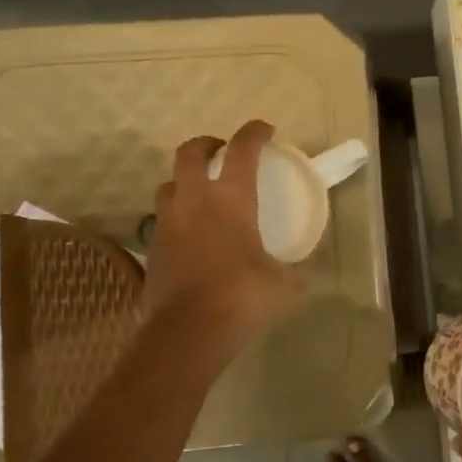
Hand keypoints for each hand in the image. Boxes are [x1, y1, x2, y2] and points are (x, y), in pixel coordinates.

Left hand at [144, 121, 304, 354]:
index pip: (242, 149)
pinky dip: (178, 217)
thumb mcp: (284, 284)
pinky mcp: (154, 248)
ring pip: (169, 184)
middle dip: (207, 145)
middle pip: (190, 152)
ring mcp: (168, 222)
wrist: (188, 332)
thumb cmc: (242, 296)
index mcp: (231, 197)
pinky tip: (193, 235)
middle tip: (223, 153)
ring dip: (185, 180)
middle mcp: (194, 200)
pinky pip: (163, 220)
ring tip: (202, 194)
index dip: (254, 132)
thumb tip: (307, 273)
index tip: (265, 129)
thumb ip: (296, 272)